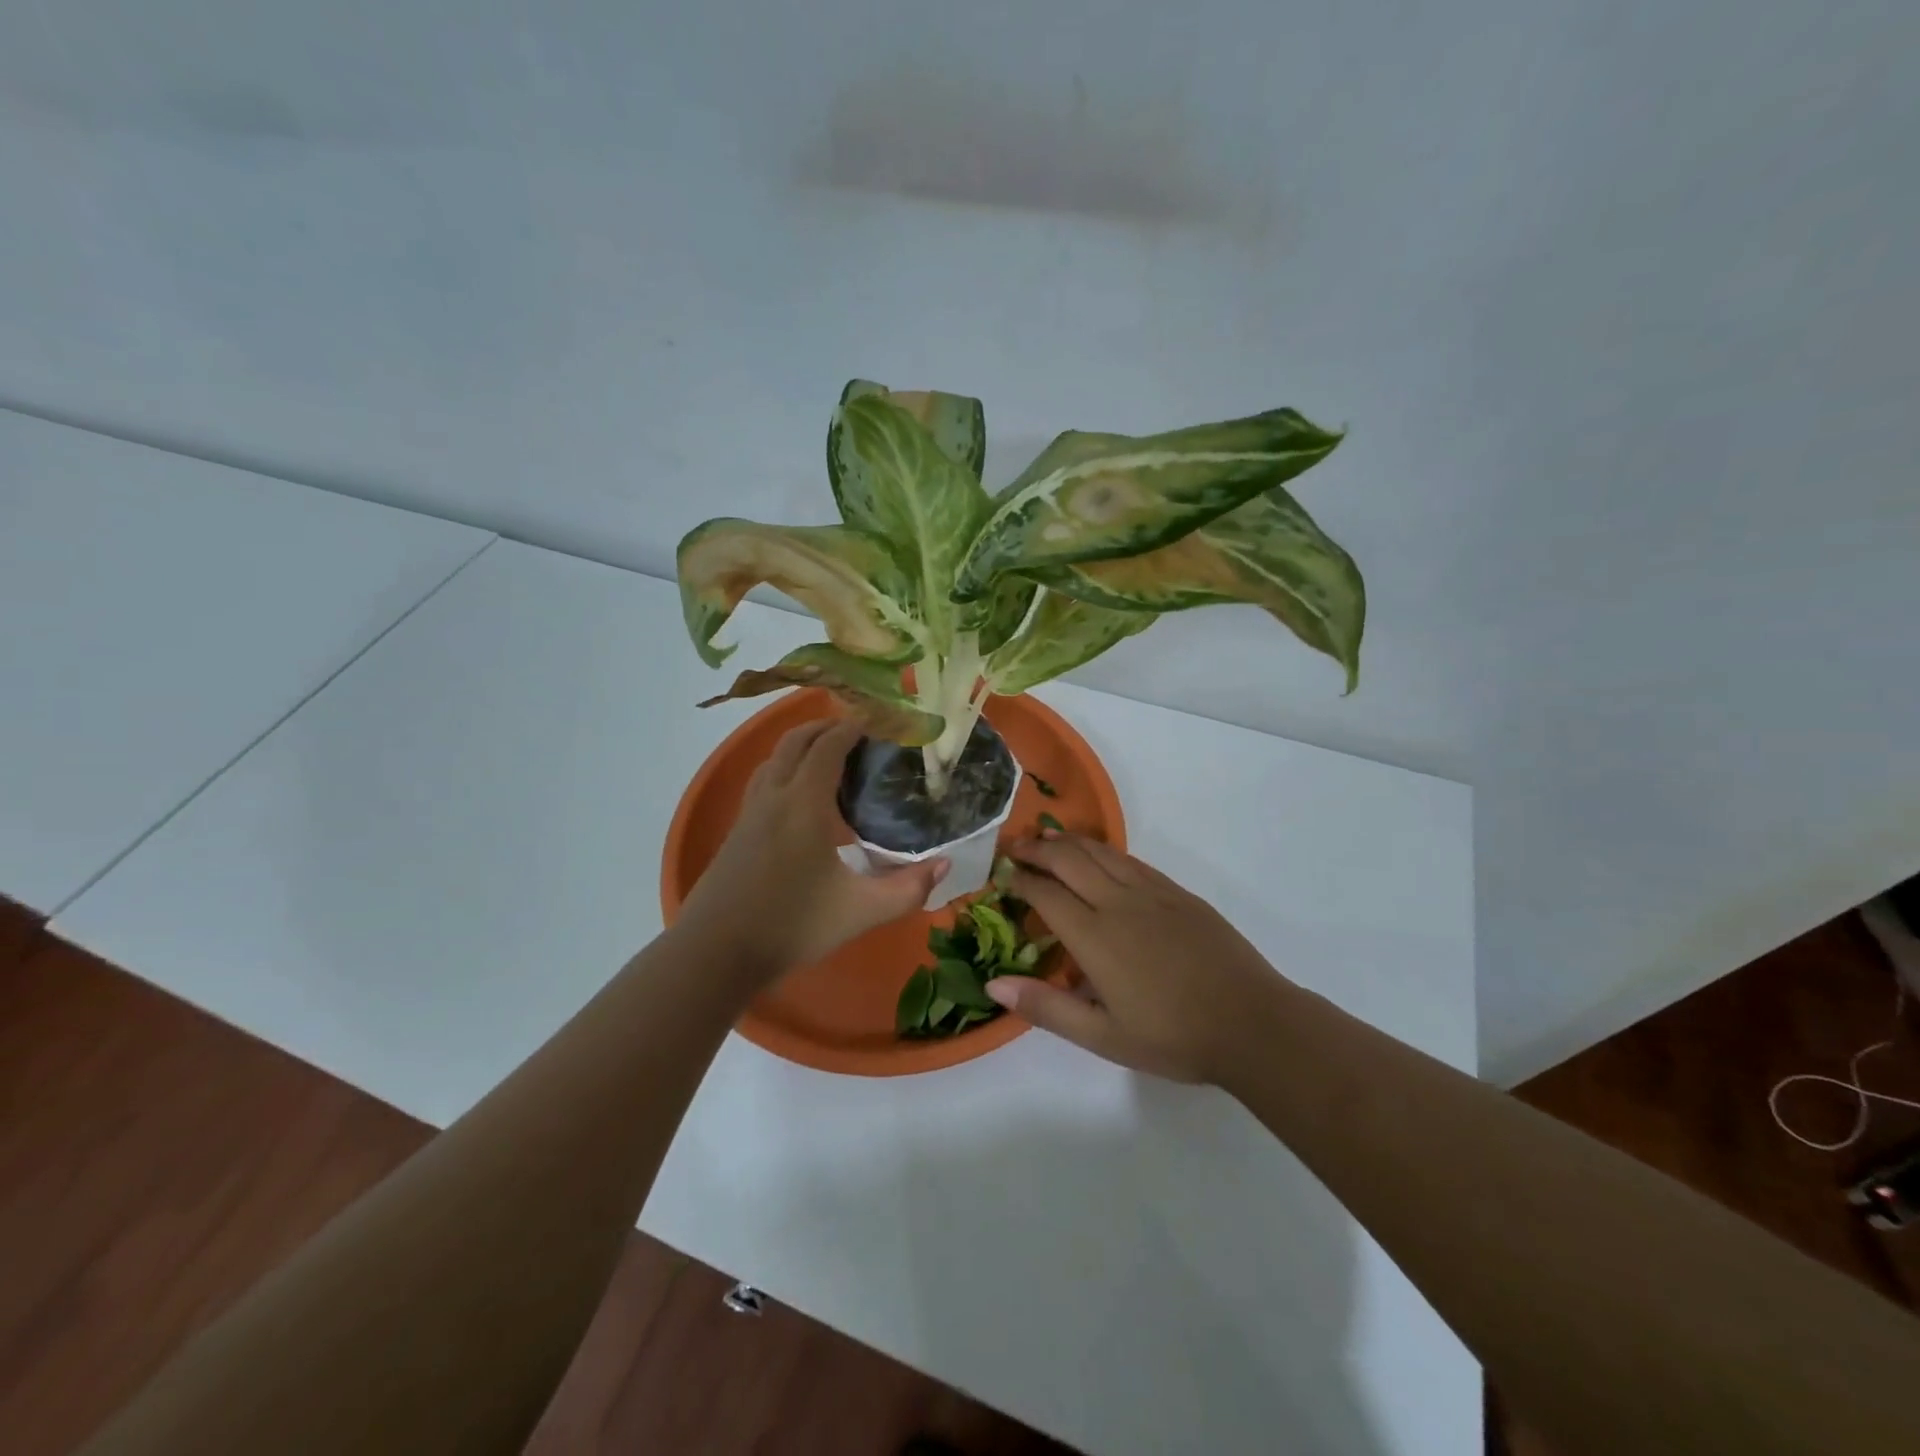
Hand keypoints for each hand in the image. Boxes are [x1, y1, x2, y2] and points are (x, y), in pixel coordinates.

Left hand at [676, 719, 945, 981]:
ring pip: (775, 758)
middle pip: (796, 741)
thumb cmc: (791, 926)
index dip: (853, 728)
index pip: (828, 747)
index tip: (879, 723)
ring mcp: (750, 812)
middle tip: (860, 734)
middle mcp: (774, 796)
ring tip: (833, 757)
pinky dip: (786, 767)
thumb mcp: (860, 912)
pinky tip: (801, 796)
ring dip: (803, 745)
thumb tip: (944, 864)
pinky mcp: (738, 830)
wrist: (715, 952)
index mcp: (803, 804)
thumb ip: (907, 889)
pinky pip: (765, 779)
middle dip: (827, 728)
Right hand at [989, 833, 1287, 1083]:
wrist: (1252, 1023)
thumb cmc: (1173, 1037)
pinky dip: (1105, 851)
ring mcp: (1152, 893)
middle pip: (1069, 860)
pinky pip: (1131, 861)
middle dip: (1037, 850)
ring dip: (1069, 842)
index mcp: (1095, 937)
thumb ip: (1046, 1007)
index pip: (1046, 894)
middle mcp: (1119, 903)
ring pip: (1101, 852)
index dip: (1021, 881)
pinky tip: (1099, 855)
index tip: (1003, 876)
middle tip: (1015, 847)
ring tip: (1047, 839)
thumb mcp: (1103, 1037)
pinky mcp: (1178, 894)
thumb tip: (993, 982)